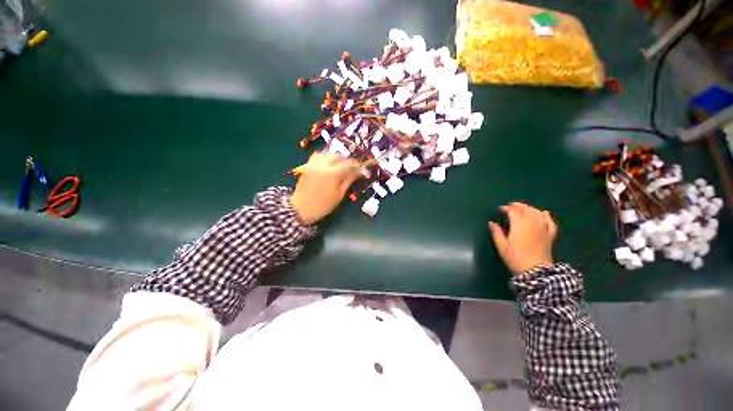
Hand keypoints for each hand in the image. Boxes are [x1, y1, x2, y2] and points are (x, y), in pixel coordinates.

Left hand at [290, 153, 362, 223]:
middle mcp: (323, 165)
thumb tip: (359, 172)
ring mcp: (314, 164)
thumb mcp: (339, 194)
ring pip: (328, 154)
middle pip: (339, 156)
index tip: (363, 170)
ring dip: (337, 158)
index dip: (358, 166)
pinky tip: (329, 164)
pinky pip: (318, 155)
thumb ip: (349, 180)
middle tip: (353, 169)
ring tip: (342, 166)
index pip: (349, 164)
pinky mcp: (308, 166)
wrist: (300, 208)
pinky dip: (326, 157)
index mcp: (333, 173)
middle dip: (348, 161)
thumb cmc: (323, 205)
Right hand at [489, 202, 557, 275]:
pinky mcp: (550, 236)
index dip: (506, 208)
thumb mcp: (502, 246)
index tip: (500, 209)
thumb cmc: (516, 258)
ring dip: (530, 208)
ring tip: (523, 208)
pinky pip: (550, 222)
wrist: (535, 271)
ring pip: (538, 213)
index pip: (513, 212)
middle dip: (518, 206)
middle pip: (527, 209)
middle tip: (510, 206)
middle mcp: (532, 224)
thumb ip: (496, 233)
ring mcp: (543, 229)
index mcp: (519, 226)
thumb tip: (491, 223)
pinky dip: (547, 216)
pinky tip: (544, 213)